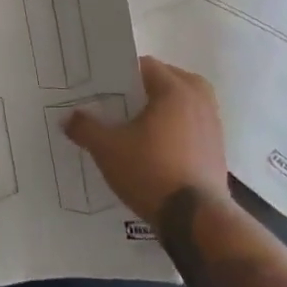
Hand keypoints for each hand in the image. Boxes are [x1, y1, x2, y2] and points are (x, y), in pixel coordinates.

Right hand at [63, 56, 229, 222]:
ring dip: (164, 109)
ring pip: (184, 103)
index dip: (122, 76)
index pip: (145, 65)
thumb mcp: (108, 150)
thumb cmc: (151, 172)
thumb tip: (67, 117)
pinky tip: (158, 149)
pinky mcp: (219, 149)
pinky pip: (193, 125)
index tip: (106, 90)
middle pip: (168, 80)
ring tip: (139, 127)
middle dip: (146, 90)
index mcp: (175, 88)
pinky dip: (178, 129)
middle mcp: (199, 99)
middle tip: (122, 106)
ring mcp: (213, 124)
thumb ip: (86, 128)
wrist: (197, 221)